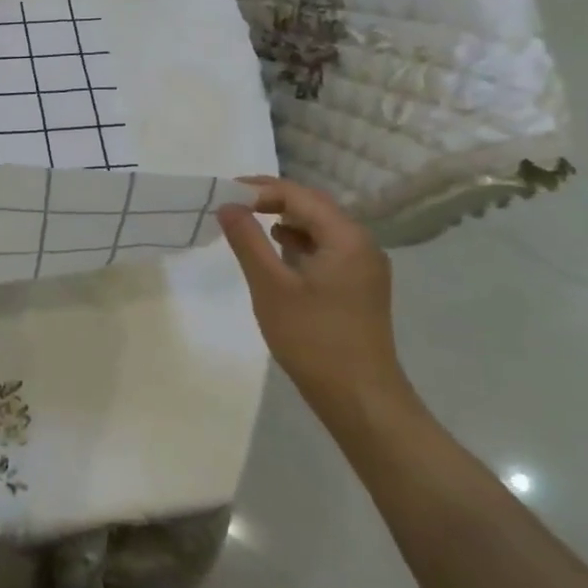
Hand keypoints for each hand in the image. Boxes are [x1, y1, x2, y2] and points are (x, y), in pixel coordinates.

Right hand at [216, 176, 412, 428]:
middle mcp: (361, 243)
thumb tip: (228, 205)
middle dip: (271, 200)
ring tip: (248, 225)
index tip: (223, 193)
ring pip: (320, 227)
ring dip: (284, 220)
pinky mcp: (359, 285)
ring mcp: (364, 266)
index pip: (298, 195)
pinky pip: (326, 248)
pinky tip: (277, 253)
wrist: (360, 398)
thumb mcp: (270, 286)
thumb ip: (247, 240)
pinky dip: (299, 242)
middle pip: (312, 206)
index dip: (259, 188)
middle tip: (231, 205)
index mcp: (346, 237)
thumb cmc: (313, 339)